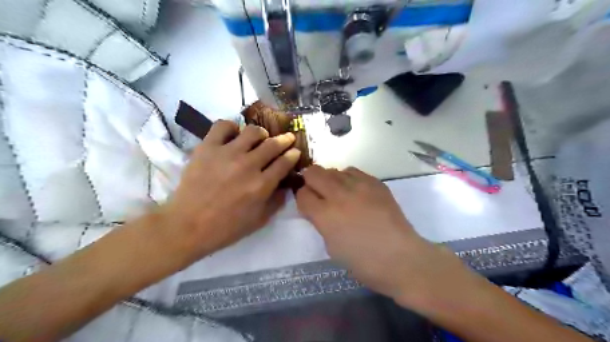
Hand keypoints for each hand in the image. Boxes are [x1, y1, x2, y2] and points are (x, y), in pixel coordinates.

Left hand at [160, 120, 298, 259]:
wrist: (187, 226)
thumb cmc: (226, 227)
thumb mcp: (259, 220)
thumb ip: (277, 201)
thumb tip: (285, 185)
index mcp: (262, 185)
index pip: (285, 162)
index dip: (293, 154)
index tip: (295, 151)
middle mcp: (248, 165)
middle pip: (273, 144)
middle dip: (285, 139)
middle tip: (287, 138)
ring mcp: (227, 153)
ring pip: (252, 131)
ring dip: (261, 133)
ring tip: (260, 138)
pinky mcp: (207, 147)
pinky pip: (223, 126)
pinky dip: (232, 127)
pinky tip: (234, 135)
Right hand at [296, 166, 467, 306]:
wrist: (401, 258)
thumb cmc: (363, 262)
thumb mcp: (331, 247)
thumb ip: (321, 222)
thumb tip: (318, 209)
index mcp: (325, 215)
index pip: (302, 194)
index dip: (302, 199)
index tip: (308, 205)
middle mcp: (339, 195)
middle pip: (314, 173)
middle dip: (310, 181)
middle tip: (318, 193)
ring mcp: (359, 186)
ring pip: (334, 169)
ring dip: (330, 180)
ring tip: (338, 192)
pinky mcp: (376, 183)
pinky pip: (354, 172)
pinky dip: (348, 179)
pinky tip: (355, 191)